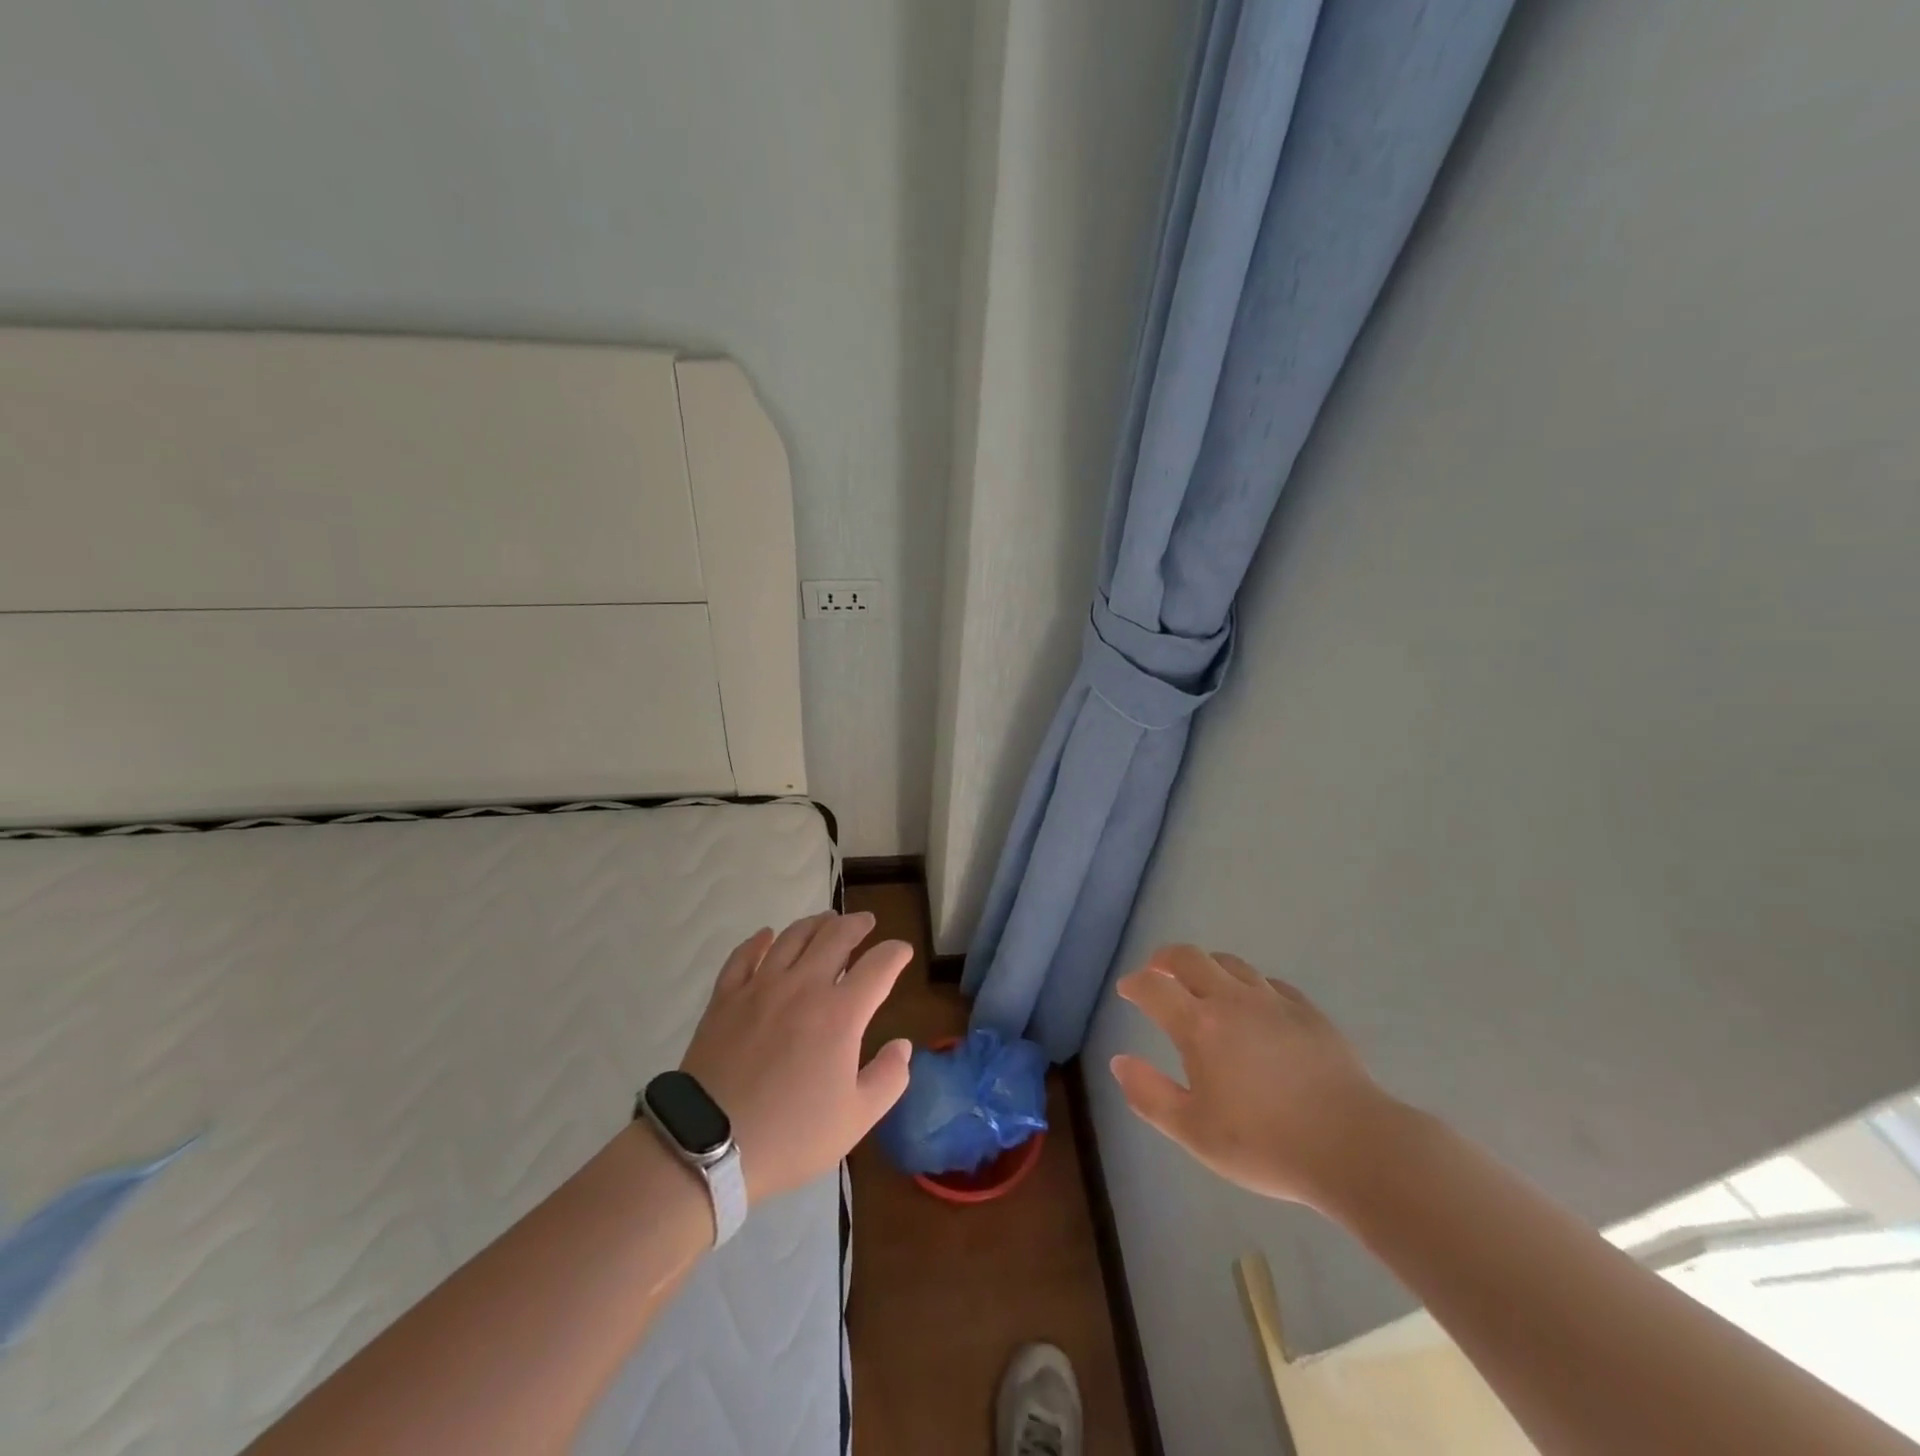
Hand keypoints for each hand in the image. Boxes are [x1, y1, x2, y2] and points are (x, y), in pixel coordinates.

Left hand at [679, 912, 913, 1203]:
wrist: (709, 1146)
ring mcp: (760, 987)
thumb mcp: (856, 1118)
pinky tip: (766, 936)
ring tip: (826, 920)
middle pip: (835, 937)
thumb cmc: (790, 1135)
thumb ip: (889, 1078)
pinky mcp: (725, 998)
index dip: (895, 954)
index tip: (903, 951)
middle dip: (857, 925)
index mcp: (841, 1013)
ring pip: (792, 937)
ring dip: (814, 924)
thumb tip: (902, 1046)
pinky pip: (744, 956)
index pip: (878, 966)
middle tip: (866, 922)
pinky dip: (758, 941)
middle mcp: (803, 986)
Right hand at [1110, 944, 1400, 1209]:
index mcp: (1199, 1025)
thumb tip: (1119, 1062)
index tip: (1127, 989)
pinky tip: (1255, 1005)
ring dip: (1207, 966)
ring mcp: (1273, 1002)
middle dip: (1165, 959)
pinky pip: (1270, 983)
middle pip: (1189, 957)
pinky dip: (1250, 985)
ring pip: (1231, 963)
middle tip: (1157, 971)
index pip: (1153, 987)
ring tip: (1202, 983)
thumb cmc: (1265, 1144)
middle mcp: (1231, 1000)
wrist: (1354, 1146)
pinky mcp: (1308, 1012)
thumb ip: (1149, 1094)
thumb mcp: (1193, 1132)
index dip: (1135, 984)